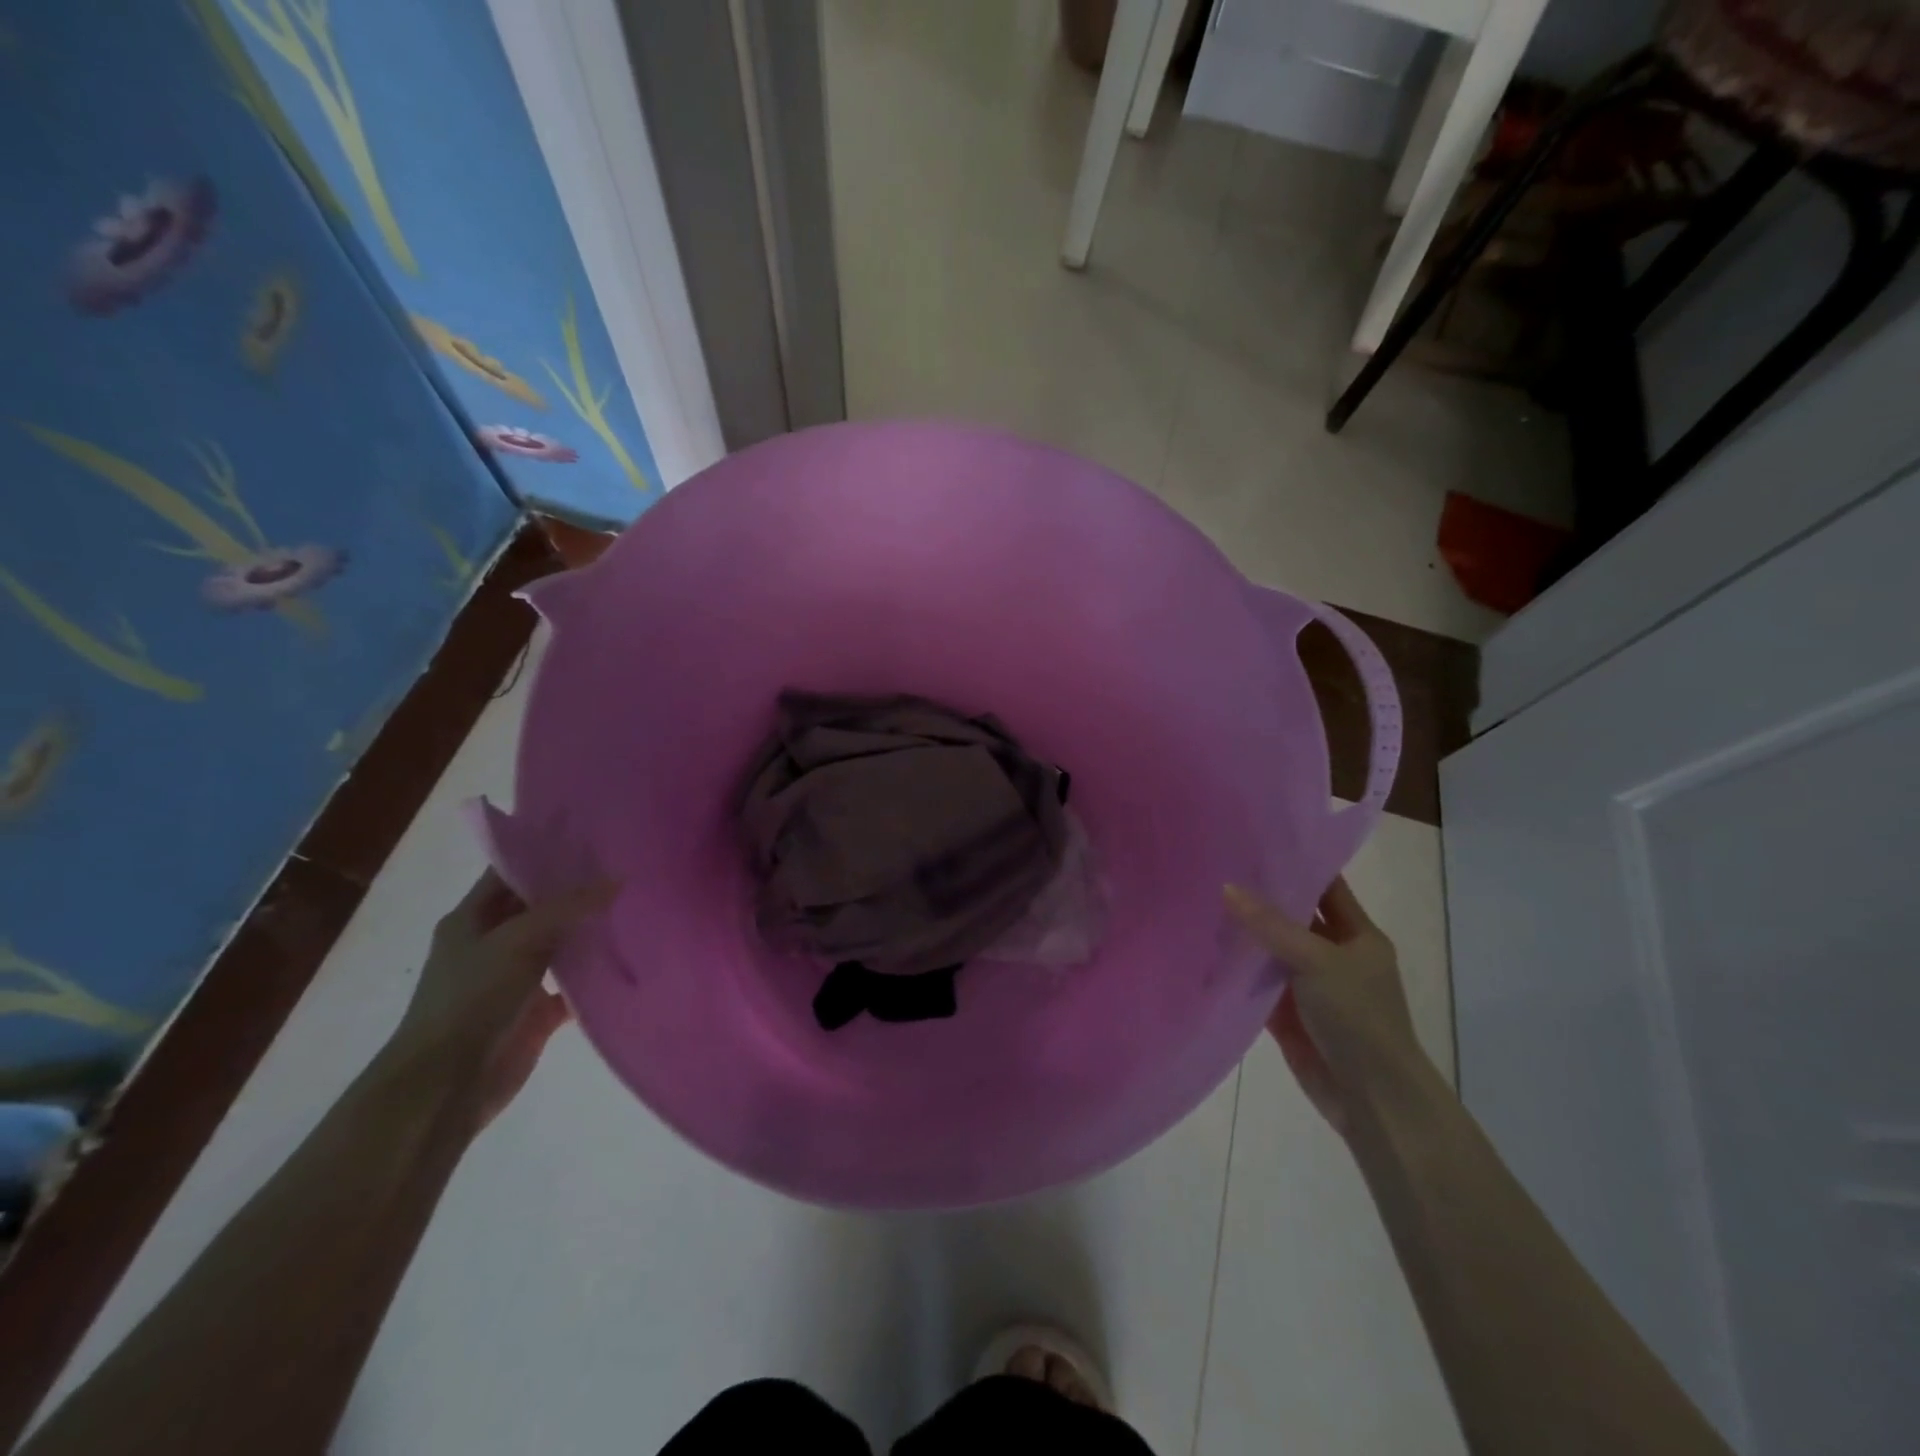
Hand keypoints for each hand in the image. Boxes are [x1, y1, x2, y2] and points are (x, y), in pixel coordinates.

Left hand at [396, 871, 617, 1128]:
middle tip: (629, 866)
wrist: (447, 1085)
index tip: (594, 837)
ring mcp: (517, 978)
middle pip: (541, 906)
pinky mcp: (538, 1011)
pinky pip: (575, 985)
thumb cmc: (470, 999)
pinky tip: (633, 957)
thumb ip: (569, 907)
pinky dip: (599, 975)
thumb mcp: (518, 939)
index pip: (511, 872)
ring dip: (592, 930)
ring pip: (561, 944)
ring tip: (639, 903)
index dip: (547, 853)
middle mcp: (494, 943)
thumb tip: (619, 879)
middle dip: (579, 889)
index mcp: (472, 918)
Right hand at [1224, 878, 1427, 1137]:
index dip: (1296, 864)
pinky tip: (1203, 948)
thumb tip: (1227, 887)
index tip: (1254, 841)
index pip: (1325, 886)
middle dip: (1259, 896)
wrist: (1372, 1099)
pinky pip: (1256, 982)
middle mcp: (1333, 955)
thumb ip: (1272, 925)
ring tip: (1200, 899)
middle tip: (1215, 866)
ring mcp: (1308, 985)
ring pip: (1270, 949)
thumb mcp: (1318, 961)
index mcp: (1357, 936)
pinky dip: (1235, 969)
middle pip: (1292, 917)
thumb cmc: (1358, 1018)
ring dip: (1243, 932)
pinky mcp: (1287, 1013)